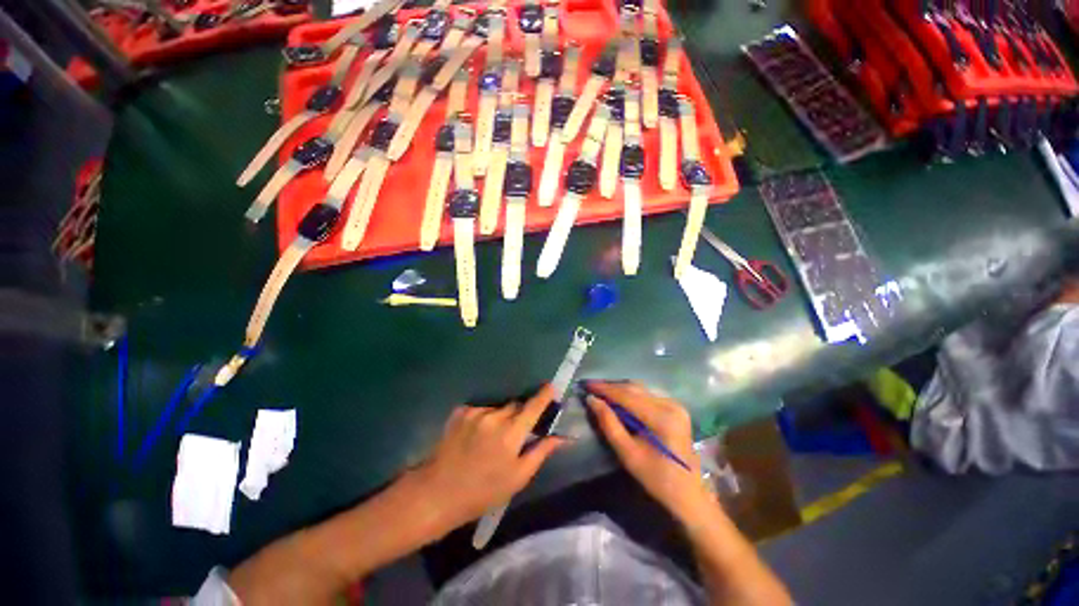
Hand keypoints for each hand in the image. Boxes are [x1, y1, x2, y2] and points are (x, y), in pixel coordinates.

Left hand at [406, 385, 566, 531]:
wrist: (438, 493)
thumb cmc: (483, 491)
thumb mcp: (518, 478)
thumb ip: (541, 452)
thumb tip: (562, 437)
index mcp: (511, 433)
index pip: (533, 406)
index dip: (544, 395)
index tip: (552, 387)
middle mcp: (494, 416)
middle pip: (516, 405)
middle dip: (520, 415)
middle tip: (516, 433)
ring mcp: (475, 412)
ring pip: (498, 408)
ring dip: (501, 417)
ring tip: (491, 439)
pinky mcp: (461, 411)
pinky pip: (481, 409)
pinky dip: (484, 418)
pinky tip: (476, 437)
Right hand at [585, 381, 713, 523]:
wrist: (688, 494)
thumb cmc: (656, 478)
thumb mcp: (628, 454)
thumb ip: (609, 423)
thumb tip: (592, 400)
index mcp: (661, 417)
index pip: (627, 395)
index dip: (605, 389)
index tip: (586, 385)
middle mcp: (670, 405)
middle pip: (634, 388)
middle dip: (611, 387)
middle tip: (591, 387)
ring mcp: (675, 405)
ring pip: (641, 389)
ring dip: (620, 389)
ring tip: (602, 392)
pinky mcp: (676, 408)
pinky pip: (648, 395)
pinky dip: (632, 395)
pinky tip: (620, 399)